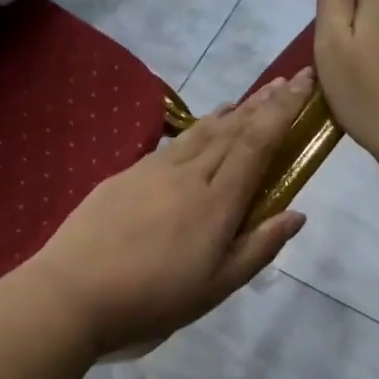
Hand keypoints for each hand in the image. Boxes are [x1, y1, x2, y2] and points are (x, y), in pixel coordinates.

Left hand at [23, 70, 314, 355]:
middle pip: (232, 129)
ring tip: (248, 100)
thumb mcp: (217, 286)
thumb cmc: (154, 298)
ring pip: (201, 132)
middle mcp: (189, 174)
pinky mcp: (125, 175)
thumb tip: (296, 214)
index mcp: (217, 201)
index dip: (283, 110)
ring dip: (230, 112)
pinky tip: (199, 131)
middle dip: (263, 103)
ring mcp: (153, 170)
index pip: (257, 143)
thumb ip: (259, 247)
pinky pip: (173, 144)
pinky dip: (196, 129)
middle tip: (286, 81)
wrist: (74, 291)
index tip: (304, 81)